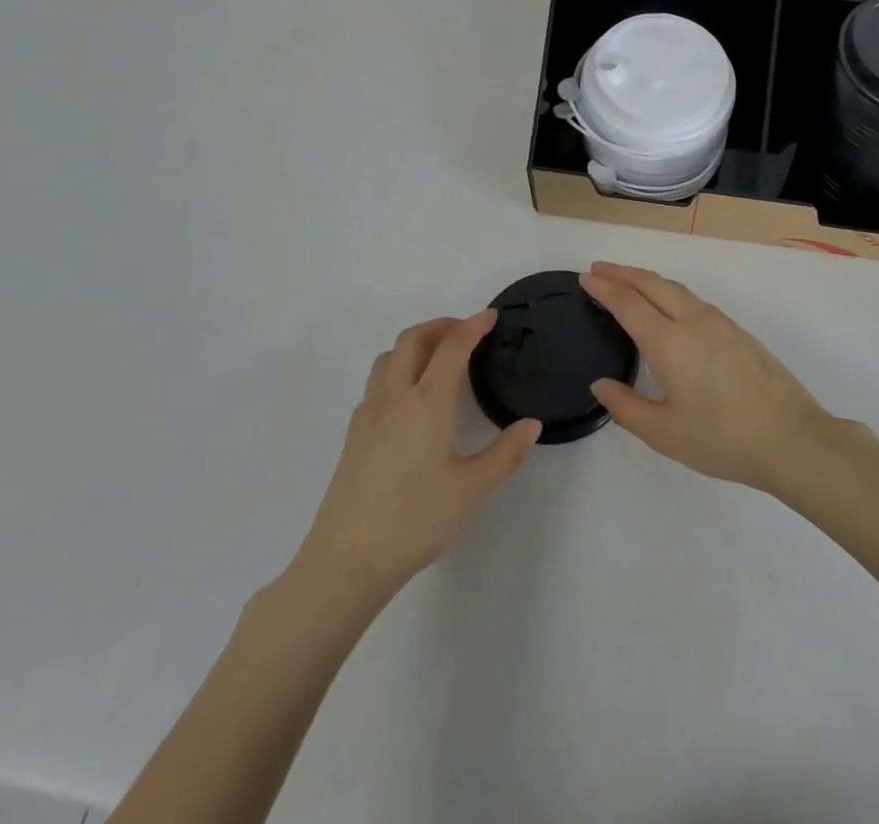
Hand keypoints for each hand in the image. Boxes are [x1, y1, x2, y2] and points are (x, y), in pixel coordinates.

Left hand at [284, 313, 540, 601]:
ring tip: (438, 358)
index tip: (491, 316)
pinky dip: (397, 370)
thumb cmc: (415, 520)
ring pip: (389, 357)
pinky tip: (409, 398)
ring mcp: (369, 414)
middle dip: (441, 326)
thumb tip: (532, 425)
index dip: (473, 326)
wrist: (346, 561)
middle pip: (413, 339)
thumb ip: (505, 454)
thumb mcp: (472, 490)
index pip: (452, 347)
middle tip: (466, 332)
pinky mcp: (354, 434)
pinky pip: (376, 383)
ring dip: (415, 344)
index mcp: (427, 403)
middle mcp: (395, 397)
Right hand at [580, 263, 831, 493]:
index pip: (628, 302)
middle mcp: (692, 321)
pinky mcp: (738, 331)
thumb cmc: (722, 440)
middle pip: (651, 283)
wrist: (790, 438)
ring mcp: (719, 322)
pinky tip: (668, 307)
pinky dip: (669, 292)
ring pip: (675, 288)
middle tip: (599, 269)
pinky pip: (694, 299)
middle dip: (622, 272)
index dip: (604, 287)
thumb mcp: (664, 433)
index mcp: (669, 342)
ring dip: (647, 280)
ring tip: (628, 283)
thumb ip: (626, 407)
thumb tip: (601, 384)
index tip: (585, 277)